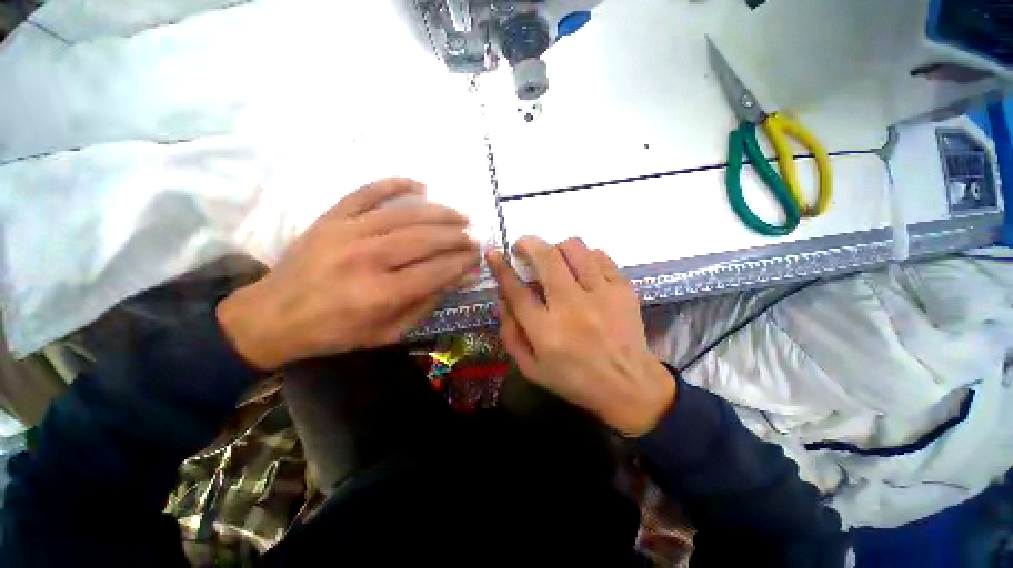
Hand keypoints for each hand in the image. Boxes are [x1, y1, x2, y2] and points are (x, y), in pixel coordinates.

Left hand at [218, 178, 480, 369]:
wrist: (272, 317)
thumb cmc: (334, 333)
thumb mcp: (387, 333)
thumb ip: (425, 305)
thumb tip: (458, 279)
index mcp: (379, 294)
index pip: (435, 272)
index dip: (462, 264)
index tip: (478, 259)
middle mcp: (366, 259)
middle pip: (425, 240)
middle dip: (457, 238)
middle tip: (474, 239)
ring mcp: (346, 233)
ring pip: (405, 215)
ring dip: (439, 213)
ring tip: (460, 216)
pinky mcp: (331, 218)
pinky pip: (367, 192)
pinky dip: (395, 184)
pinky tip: (420, 186)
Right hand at [487, 237, 675, 436]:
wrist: (628, 385)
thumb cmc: (575, 380)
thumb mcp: (531, 368)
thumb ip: (511, 334)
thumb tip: (503, 299)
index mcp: (546, 331)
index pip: (517, 290)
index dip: (501, 268)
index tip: (494, 254)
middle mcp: (572, 307)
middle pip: (546, 258)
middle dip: (528, 244)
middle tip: (522, 247)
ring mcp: (601, 295)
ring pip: (574, 248)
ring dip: (557, 248)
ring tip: (554, 260)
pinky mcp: (623, 289)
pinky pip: (600, 256)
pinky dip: (585, 257)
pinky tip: (582, 270)